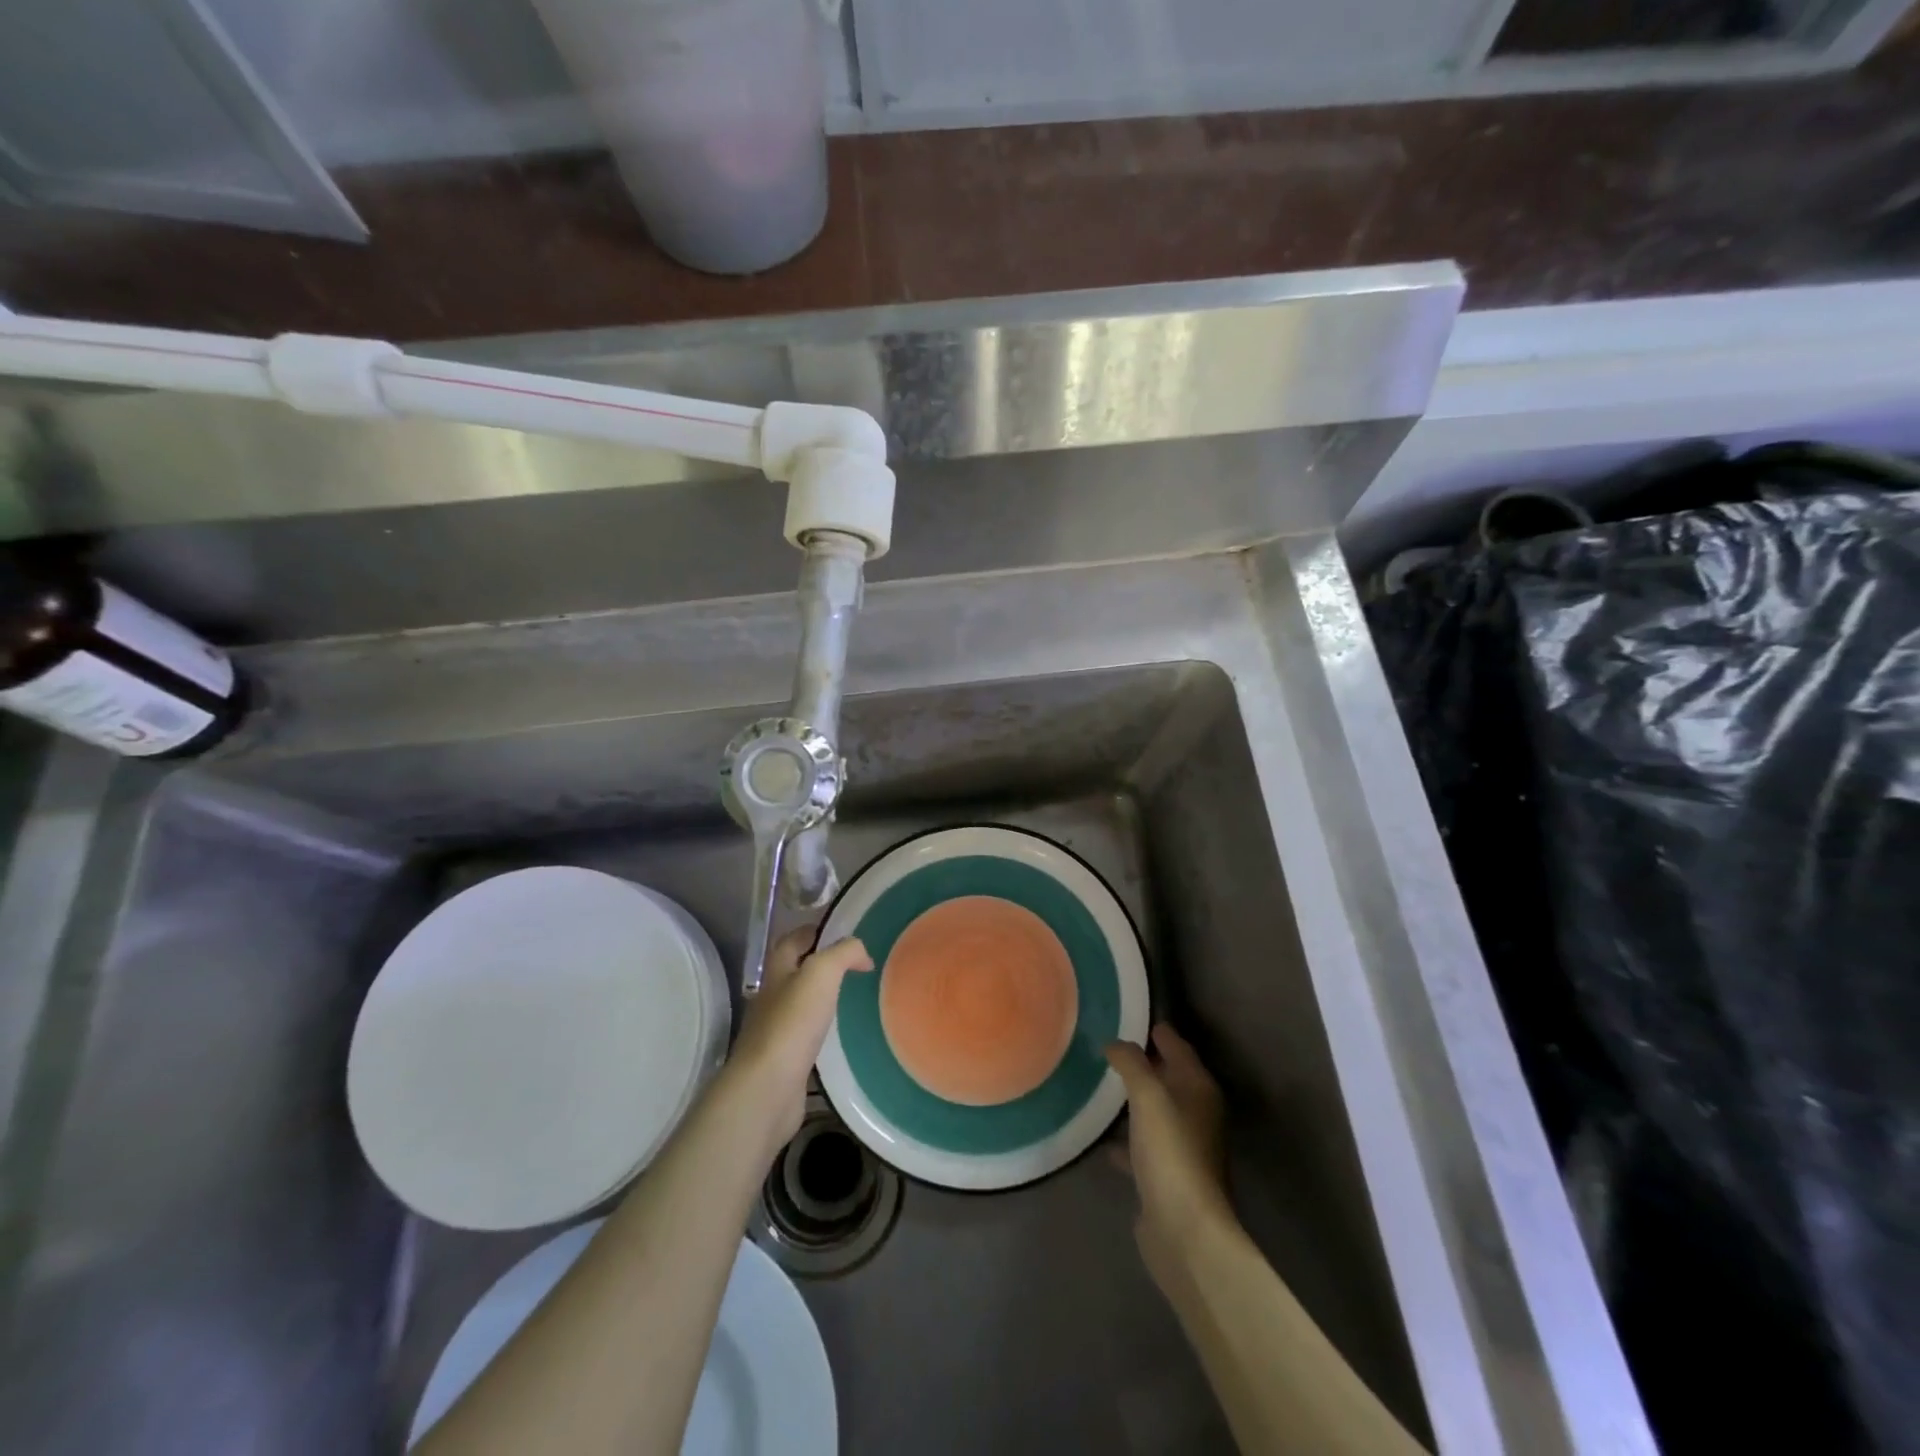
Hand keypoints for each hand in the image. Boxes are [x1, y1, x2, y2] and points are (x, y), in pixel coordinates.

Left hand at [724, 928, 871, 1158]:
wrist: (768, 1087)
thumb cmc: (793, 1023)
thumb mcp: (822, 973)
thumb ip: (843, 953)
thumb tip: (861, 953)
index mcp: (777, 971)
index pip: (792, 940)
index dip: (814, 931)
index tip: (843, 933)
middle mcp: (771, 996)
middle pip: (794, 971)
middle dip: (819, 964)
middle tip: (853, 966)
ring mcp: (774, 1030)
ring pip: (799, 1003)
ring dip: (820, 998)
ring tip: (851, 997)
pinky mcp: (783, 1060)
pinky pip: (803, 1035)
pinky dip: (820, 1030)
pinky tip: (839, 1035)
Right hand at [1106, 1024, 1234, 1287]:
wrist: (1185, 1231)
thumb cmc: (1171, 1152)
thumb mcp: (1148, 1096)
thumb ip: (1131, 1063)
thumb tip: (1115, 1043)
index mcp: (1198, 1088)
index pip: (1177, 1046)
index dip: (1156, 1030)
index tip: (1127, 1014)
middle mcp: (1196, 1113)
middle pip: (1167, 1077)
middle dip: (1141, 1063)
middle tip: (1105, 1046)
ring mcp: (1182, 1147)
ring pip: (1154, 1112)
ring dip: (1133, 1101)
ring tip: (1098, 1085)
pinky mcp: (1166, 1177)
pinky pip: (1143, 1146)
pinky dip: (1126, 1140)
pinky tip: (1102, 1139)